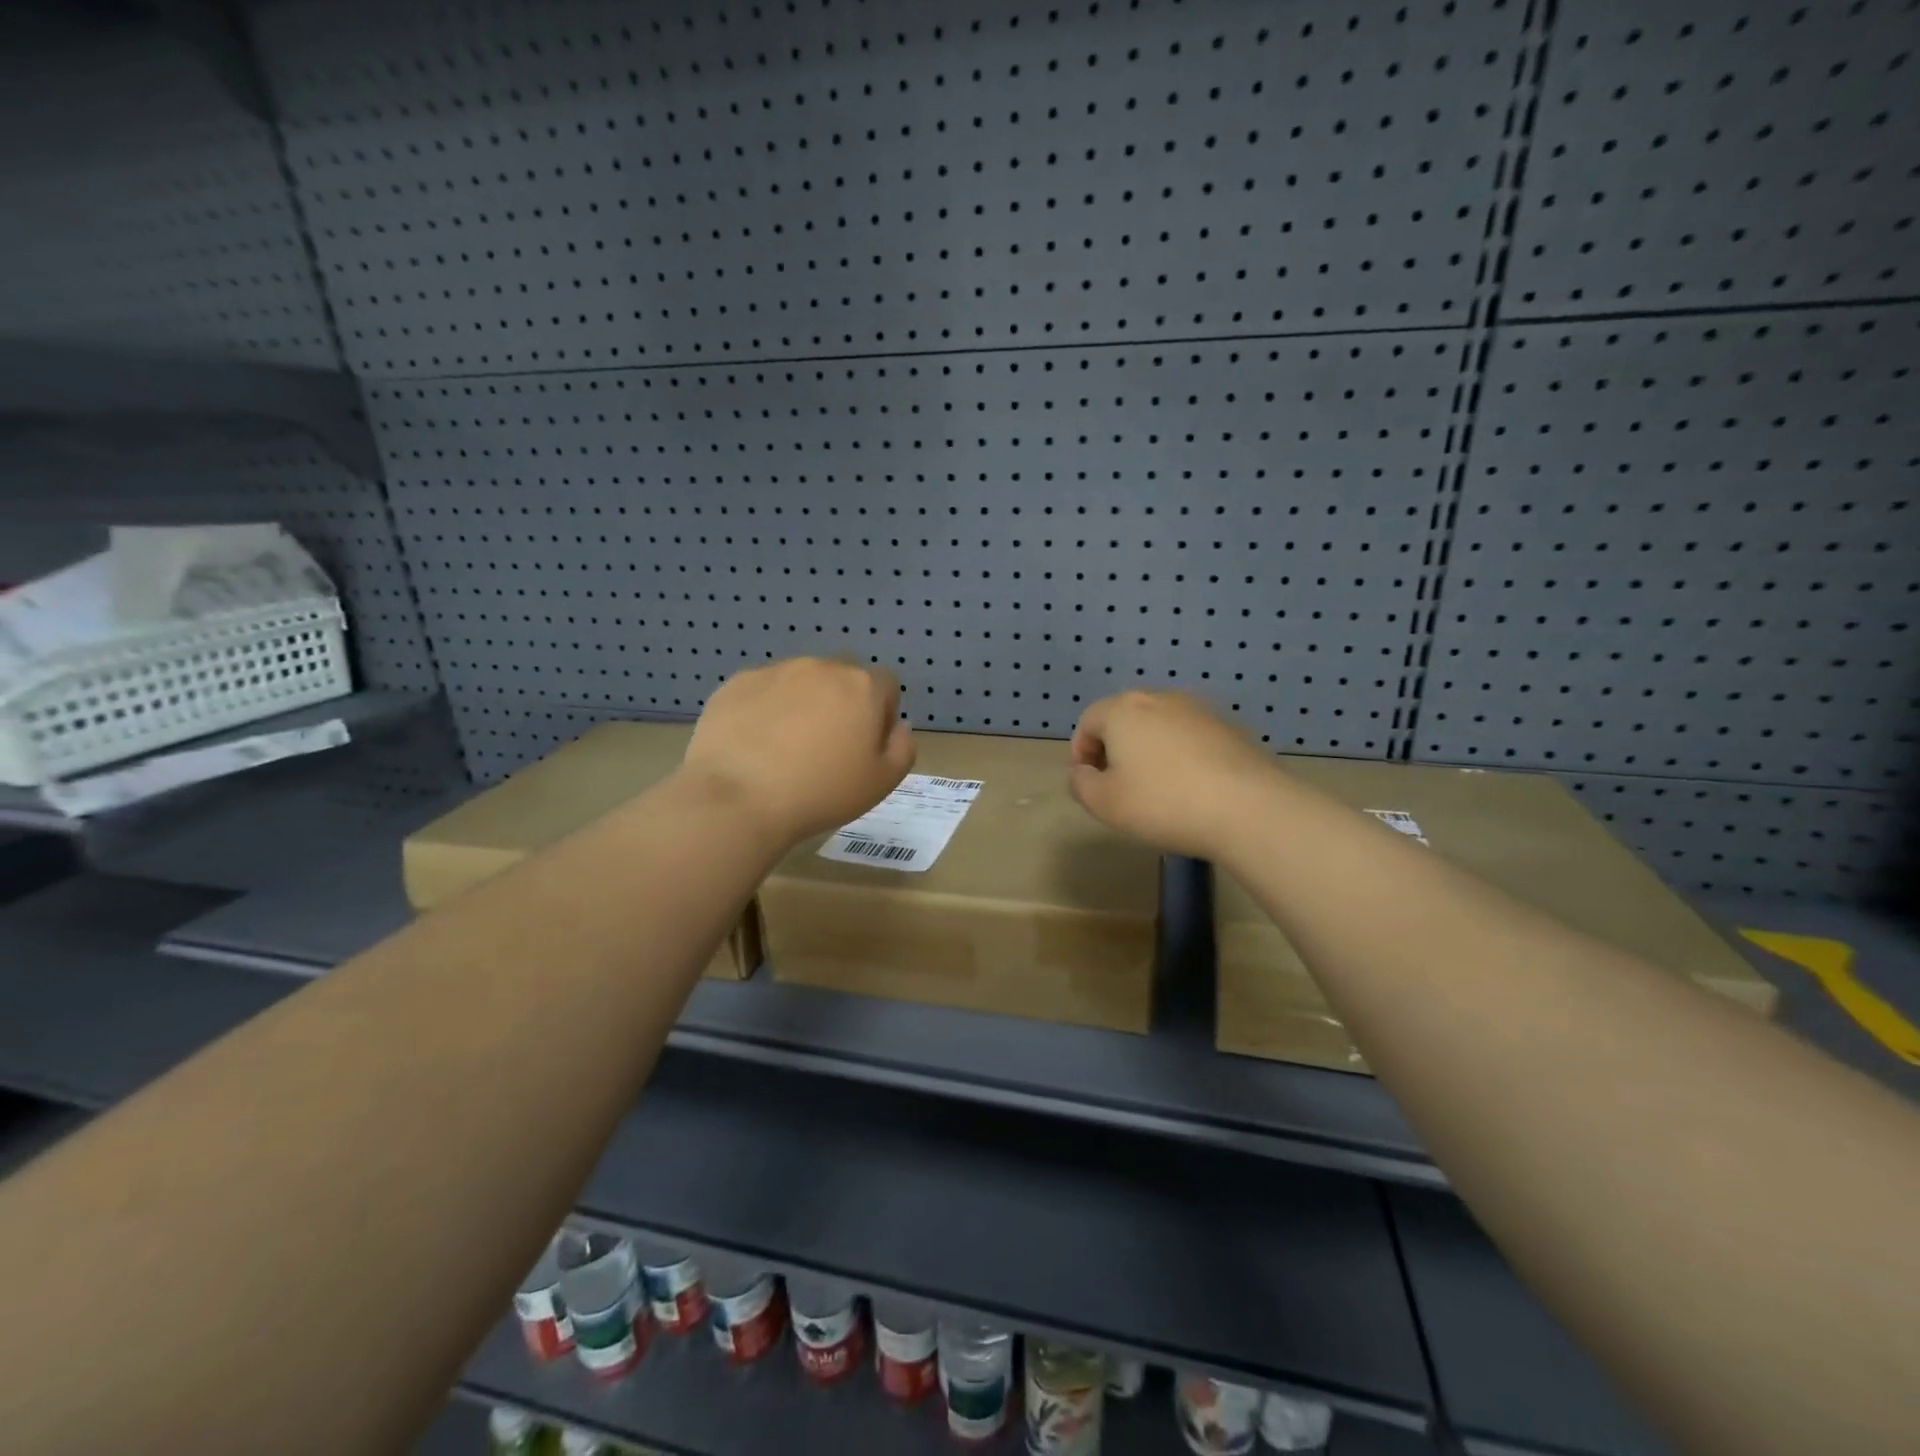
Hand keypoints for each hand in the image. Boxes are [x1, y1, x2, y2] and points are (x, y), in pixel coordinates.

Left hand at [683, 658, 914, 846]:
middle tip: (827, 745)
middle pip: (843, 675)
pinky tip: (755, 744)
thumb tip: (899, 727)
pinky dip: (765, 708)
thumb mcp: (882, 783)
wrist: (738, 798)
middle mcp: (822, 667)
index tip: (865, 744)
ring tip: (786, 746)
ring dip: (803, 702)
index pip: (886, 684)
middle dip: (842, 701)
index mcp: (862, 687)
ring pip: (801, 680)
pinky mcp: (737, 682)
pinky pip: (763, 690)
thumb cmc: (821, 793)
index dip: (881, 712)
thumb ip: (902, 748)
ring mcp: (776, 671)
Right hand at [1069, 691, 1275, 858]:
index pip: (1088, 721)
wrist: (1248, 808)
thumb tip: (1083, 773)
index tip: (1089, 783)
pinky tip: (1192, 787)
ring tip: (1157, 788)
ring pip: (1161, 726)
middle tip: (1119, 786)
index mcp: (1123, 710)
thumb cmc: (1163, 803)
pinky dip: (1183, 755)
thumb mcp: (1105, 803)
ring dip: (1150, 750)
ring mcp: (1200, 709)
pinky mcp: (1231, 727)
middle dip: (1115, 748)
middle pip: (1125, 718)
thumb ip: (1081, 784)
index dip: (1081, 752)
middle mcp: (1160, 698)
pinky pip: (1192, 737)